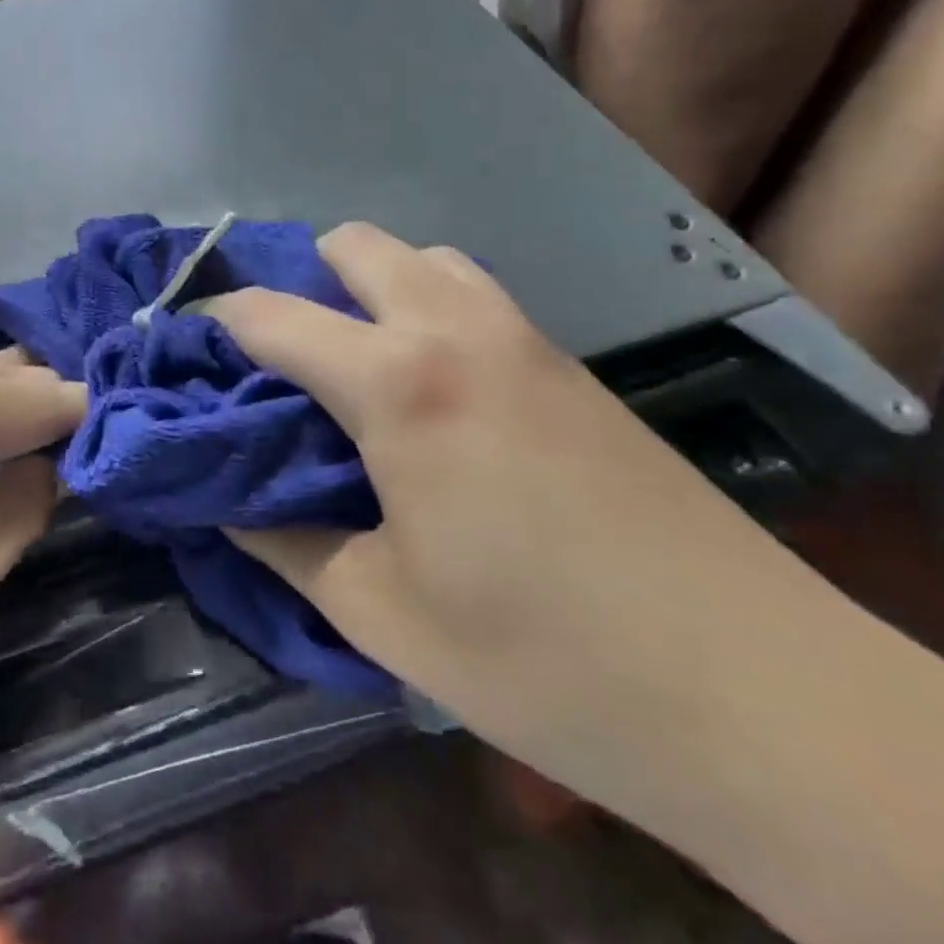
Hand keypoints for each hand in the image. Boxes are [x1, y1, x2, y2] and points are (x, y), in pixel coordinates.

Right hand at [206, 223, 825, 808]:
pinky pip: (473, 297)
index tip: (182, 350)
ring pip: (423, 259)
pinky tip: (431, 393)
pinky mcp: (571, 366)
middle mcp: (457, 329)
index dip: (212, 323)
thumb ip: (278, 540)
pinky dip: (425, 311)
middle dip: (296, 284)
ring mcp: (526, 338)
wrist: (761, 698)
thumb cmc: (540, 659)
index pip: (271, 315)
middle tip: (274, 363)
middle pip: (353, 246)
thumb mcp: (374, 610)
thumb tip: (220, 499)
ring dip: (369, 290)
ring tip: (351, 367)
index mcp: (398, 383)